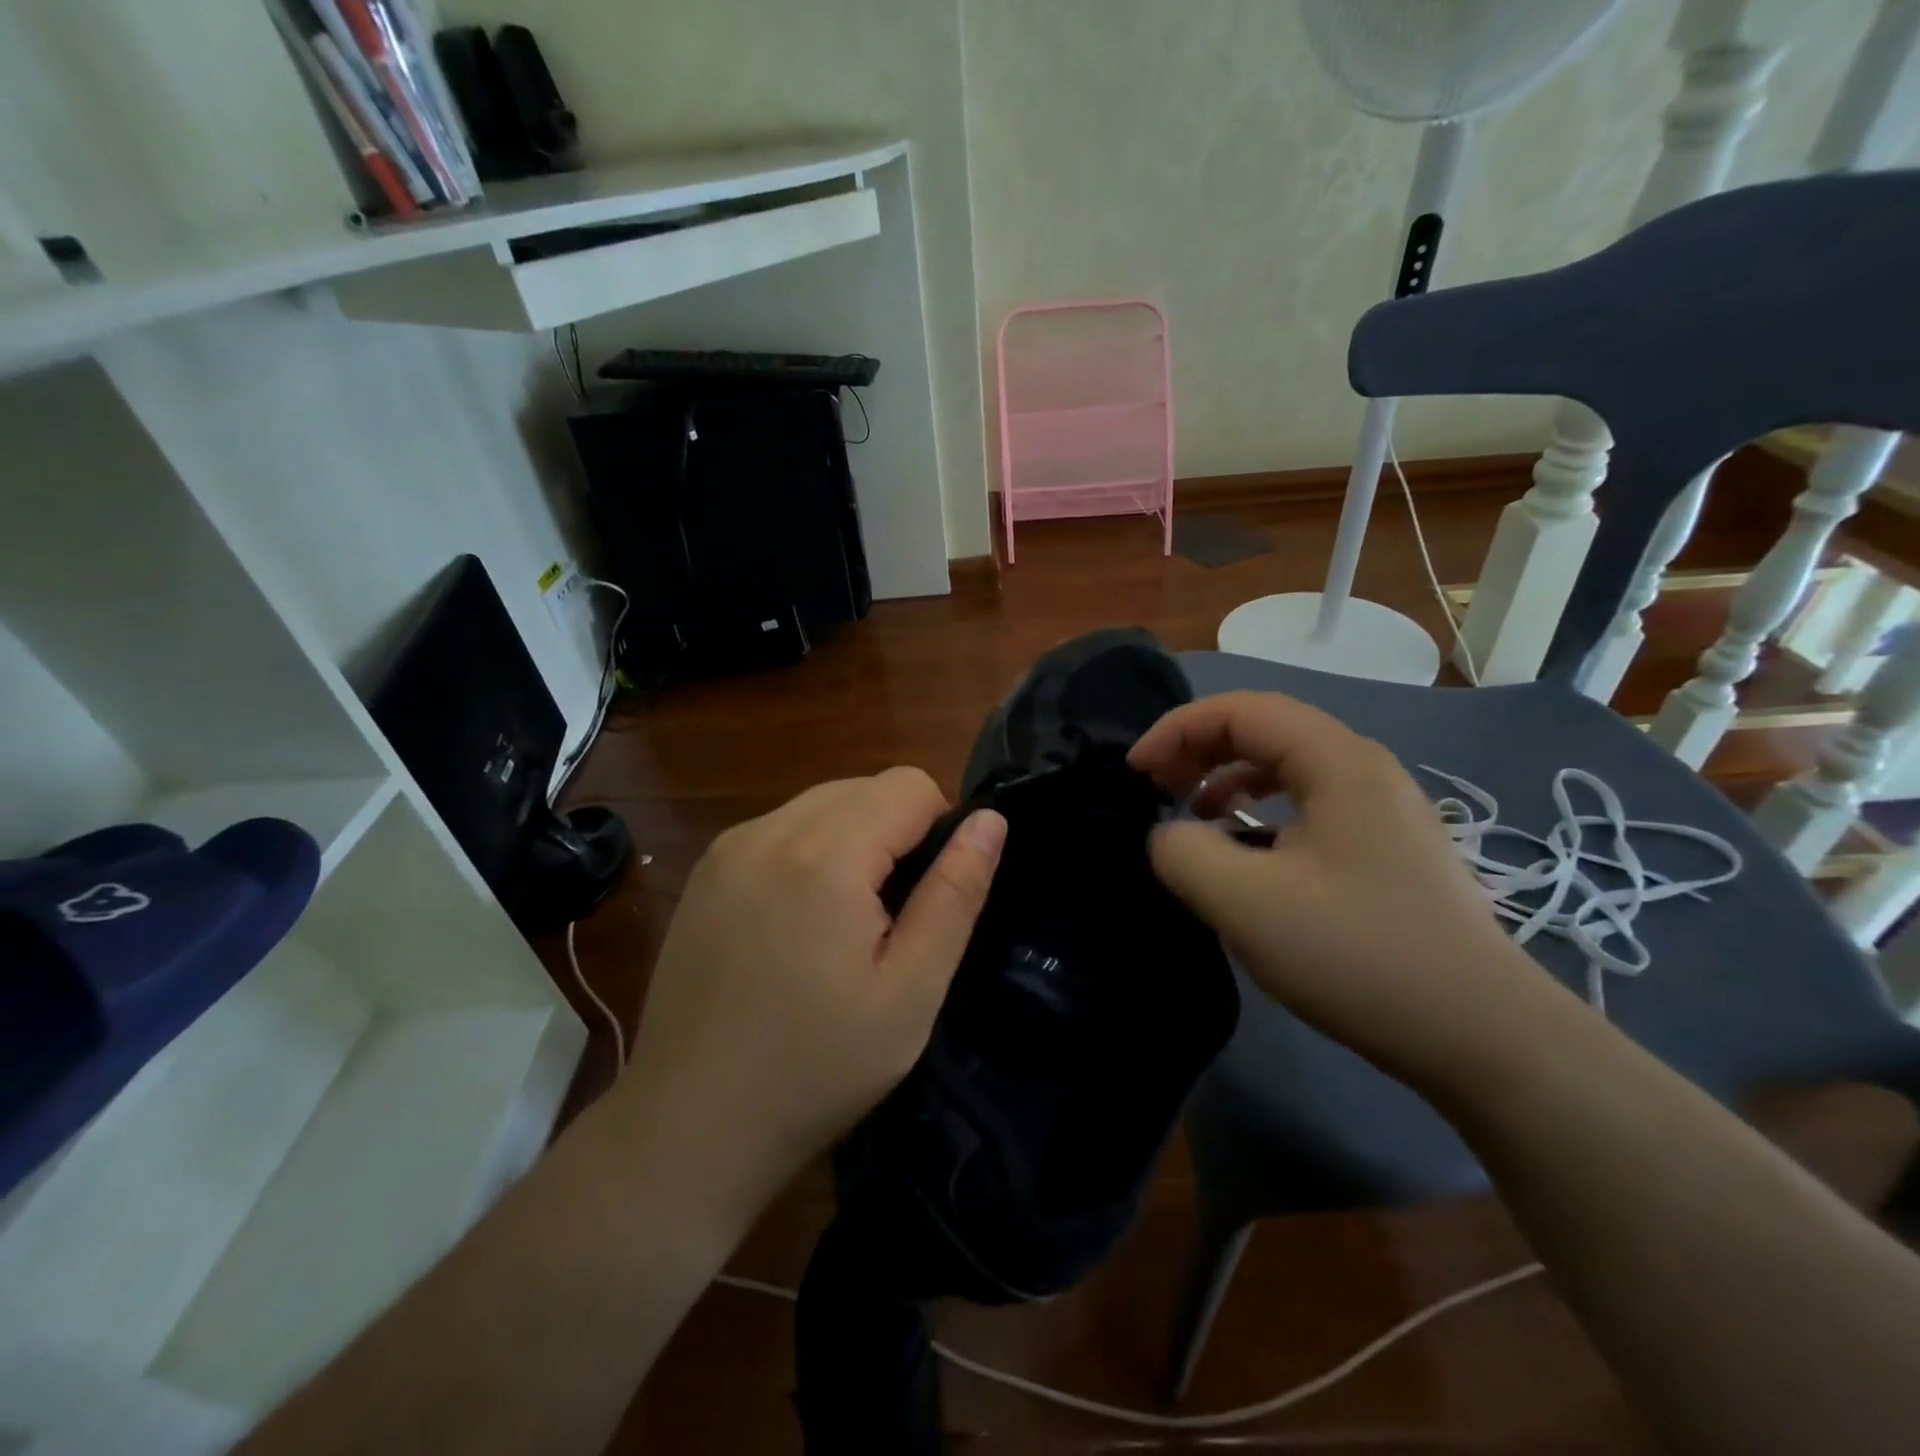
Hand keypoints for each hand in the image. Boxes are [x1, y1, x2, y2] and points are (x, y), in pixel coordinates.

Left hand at [621, 769, 1006, 1195]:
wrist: (691, 1125)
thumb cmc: (817, 1067)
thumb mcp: (910, 992)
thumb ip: (955, 895)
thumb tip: (990, 821)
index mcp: (824, 854)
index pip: (910, 784)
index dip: (939, 829)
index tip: (926, 898)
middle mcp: (768, 830)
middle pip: (864, 787)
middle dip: (895, 832)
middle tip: (889, 918)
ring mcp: (727, 848)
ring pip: (822, 802)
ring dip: (852, 839)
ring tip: (844, 922)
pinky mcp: (704, 872)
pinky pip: (780, 828)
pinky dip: (809, 852)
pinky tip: (797, 923)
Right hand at [1129, 691, 1560, 1088]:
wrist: (1484, 1037)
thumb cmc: (1360, 955)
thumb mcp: (1247, 903)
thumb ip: (1184, 852)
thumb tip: (1167, 834)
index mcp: (1338, 762)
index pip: (1242, 710)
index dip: (1178, 730)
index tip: (1135, 772)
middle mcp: (1364, 769)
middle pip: (1266, 729)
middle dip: (1199, 748)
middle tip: (1156, 787)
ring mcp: (1381, 809)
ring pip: (1287, 766)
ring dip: (1228, 777)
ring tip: (1193, 814)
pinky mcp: (1384, 848)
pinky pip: (1307, 804)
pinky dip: (1259, 811)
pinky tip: (1245, 851)